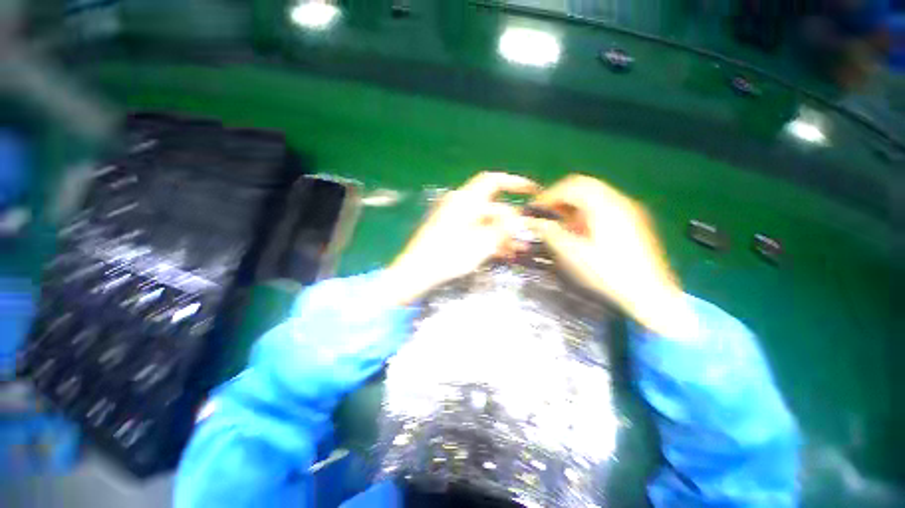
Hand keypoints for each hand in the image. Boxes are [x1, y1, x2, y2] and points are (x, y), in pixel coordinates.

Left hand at [385, 172, 538, 304]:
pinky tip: (500, 254)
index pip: (493, 181)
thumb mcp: (481, 244)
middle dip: (510, 222)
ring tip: (516, 251)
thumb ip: (502, 229)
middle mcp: (460, 205)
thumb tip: (518, 218)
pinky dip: (488, 238)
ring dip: (501, 234)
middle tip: (525, 239)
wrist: (416, 272)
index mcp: (466, 201)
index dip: (514, 182)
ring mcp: (454, 218)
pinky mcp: (451, 230)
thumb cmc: (448, 256)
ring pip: (485, 221)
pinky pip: (475, 229)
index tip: (533, 191)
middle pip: (492, 207)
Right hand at [531, 175, 696, 336]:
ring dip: (573, 205)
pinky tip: (580, 231)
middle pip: (584, 186)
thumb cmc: (608, 274)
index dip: (550, 195)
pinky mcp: (633, 221)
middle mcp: (619, 201)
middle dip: (561, 198)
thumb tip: (534, 222)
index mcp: (604, 206)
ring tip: (560, 223)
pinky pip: (604, 206)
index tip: (535, 209)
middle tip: (546, 213)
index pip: (572, 186)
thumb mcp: (574, 254)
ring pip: (595, 195)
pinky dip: (586, 212)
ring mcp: (629, 210)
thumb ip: (551, 233)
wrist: (650, 294)